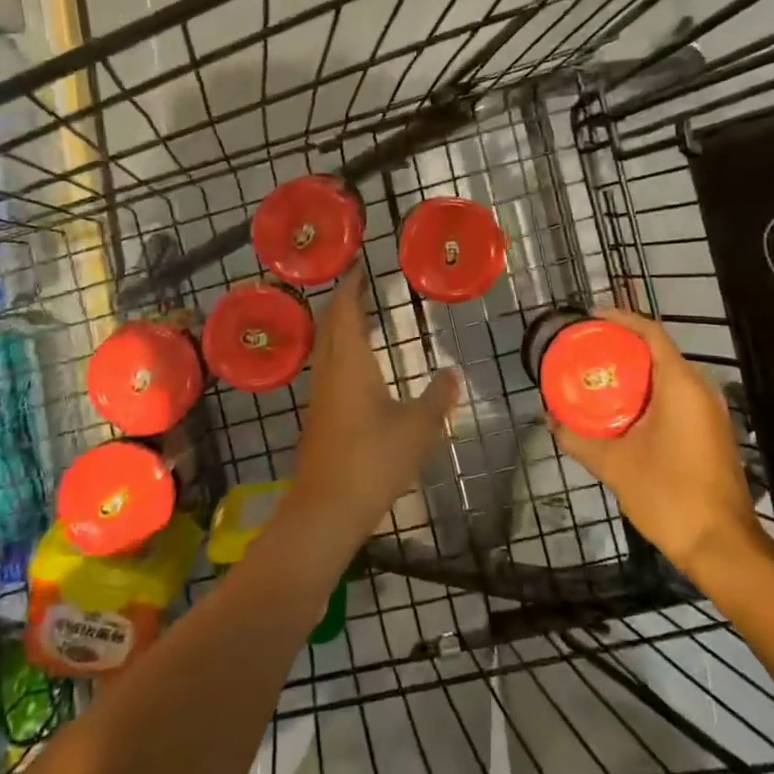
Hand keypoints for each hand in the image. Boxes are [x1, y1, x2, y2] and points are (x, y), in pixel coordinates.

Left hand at [292, 270, 460, 535]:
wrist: (327, 508)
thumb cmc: (374, 459)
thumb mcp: (418, 427)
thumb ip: (438, 396)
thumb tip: (453, 373)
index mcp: (350, 362)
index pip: (347, 310)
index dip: (352, 285)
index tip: (361, 265)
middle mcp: (330, 370)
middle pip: (330, 323)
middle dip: (343, 300)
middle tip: (362, 283)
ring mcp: (320, 394)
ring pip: (326, 346)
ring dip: (340, 325)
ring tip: (362, 315)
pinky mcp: (319, 416)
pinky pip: (328, 366)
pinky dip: (340, 350)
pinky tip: (357, 364)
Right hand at [550, 308, 758, 579]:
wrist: (721, 545)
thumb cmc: (669, 496)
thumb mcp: (615, 465)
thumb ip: (579, 439)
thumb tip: (550, 420)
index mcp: (680, 385)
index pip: (651, 332)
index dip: (620, 318)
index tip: (589, 317)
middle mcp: (700, 389)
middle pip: (658, 351)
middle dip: (621, 346)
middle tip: (585, 350)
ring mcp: (709, 411)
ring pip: (667, 375)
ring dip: (634, 372)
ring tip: (597, 377)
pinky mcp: (710, 431)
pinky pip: (676, 396)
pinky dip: (648, 393)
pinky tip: (622, 410)